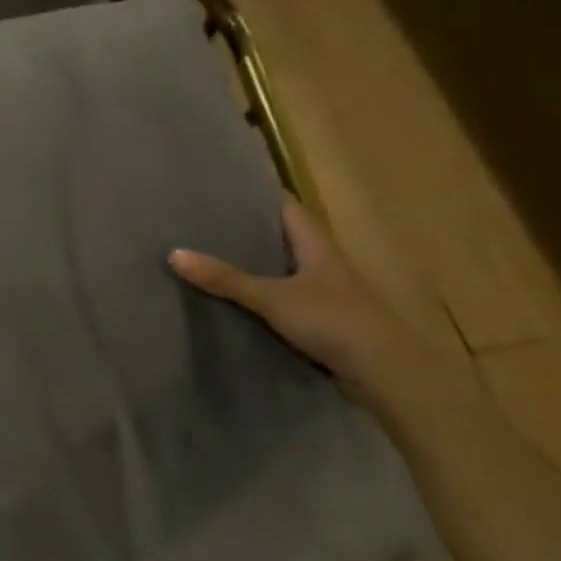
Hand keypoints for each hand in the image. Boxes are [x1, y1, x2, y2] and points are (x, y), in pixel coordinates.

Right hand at [169, 197, 472, 422]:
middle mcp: (322, 263)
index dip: (259, 194)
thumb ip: (226, 279)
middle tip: (205, 220)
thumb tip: (174, 254)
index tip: (225, 185)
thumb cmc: (335, 321)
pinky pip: (283, 298)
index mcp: (317, 245)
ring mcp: (324, 294)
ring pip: (282, 269)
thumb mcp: (273, 298)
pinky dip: (259, 295)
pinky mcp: (321, 321)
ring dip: (253, 263)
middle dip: (248, 228)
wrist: (386, 375)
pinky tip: (233, 299)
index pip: (287, 206)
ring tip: (210, 254)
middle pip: (282, 236)